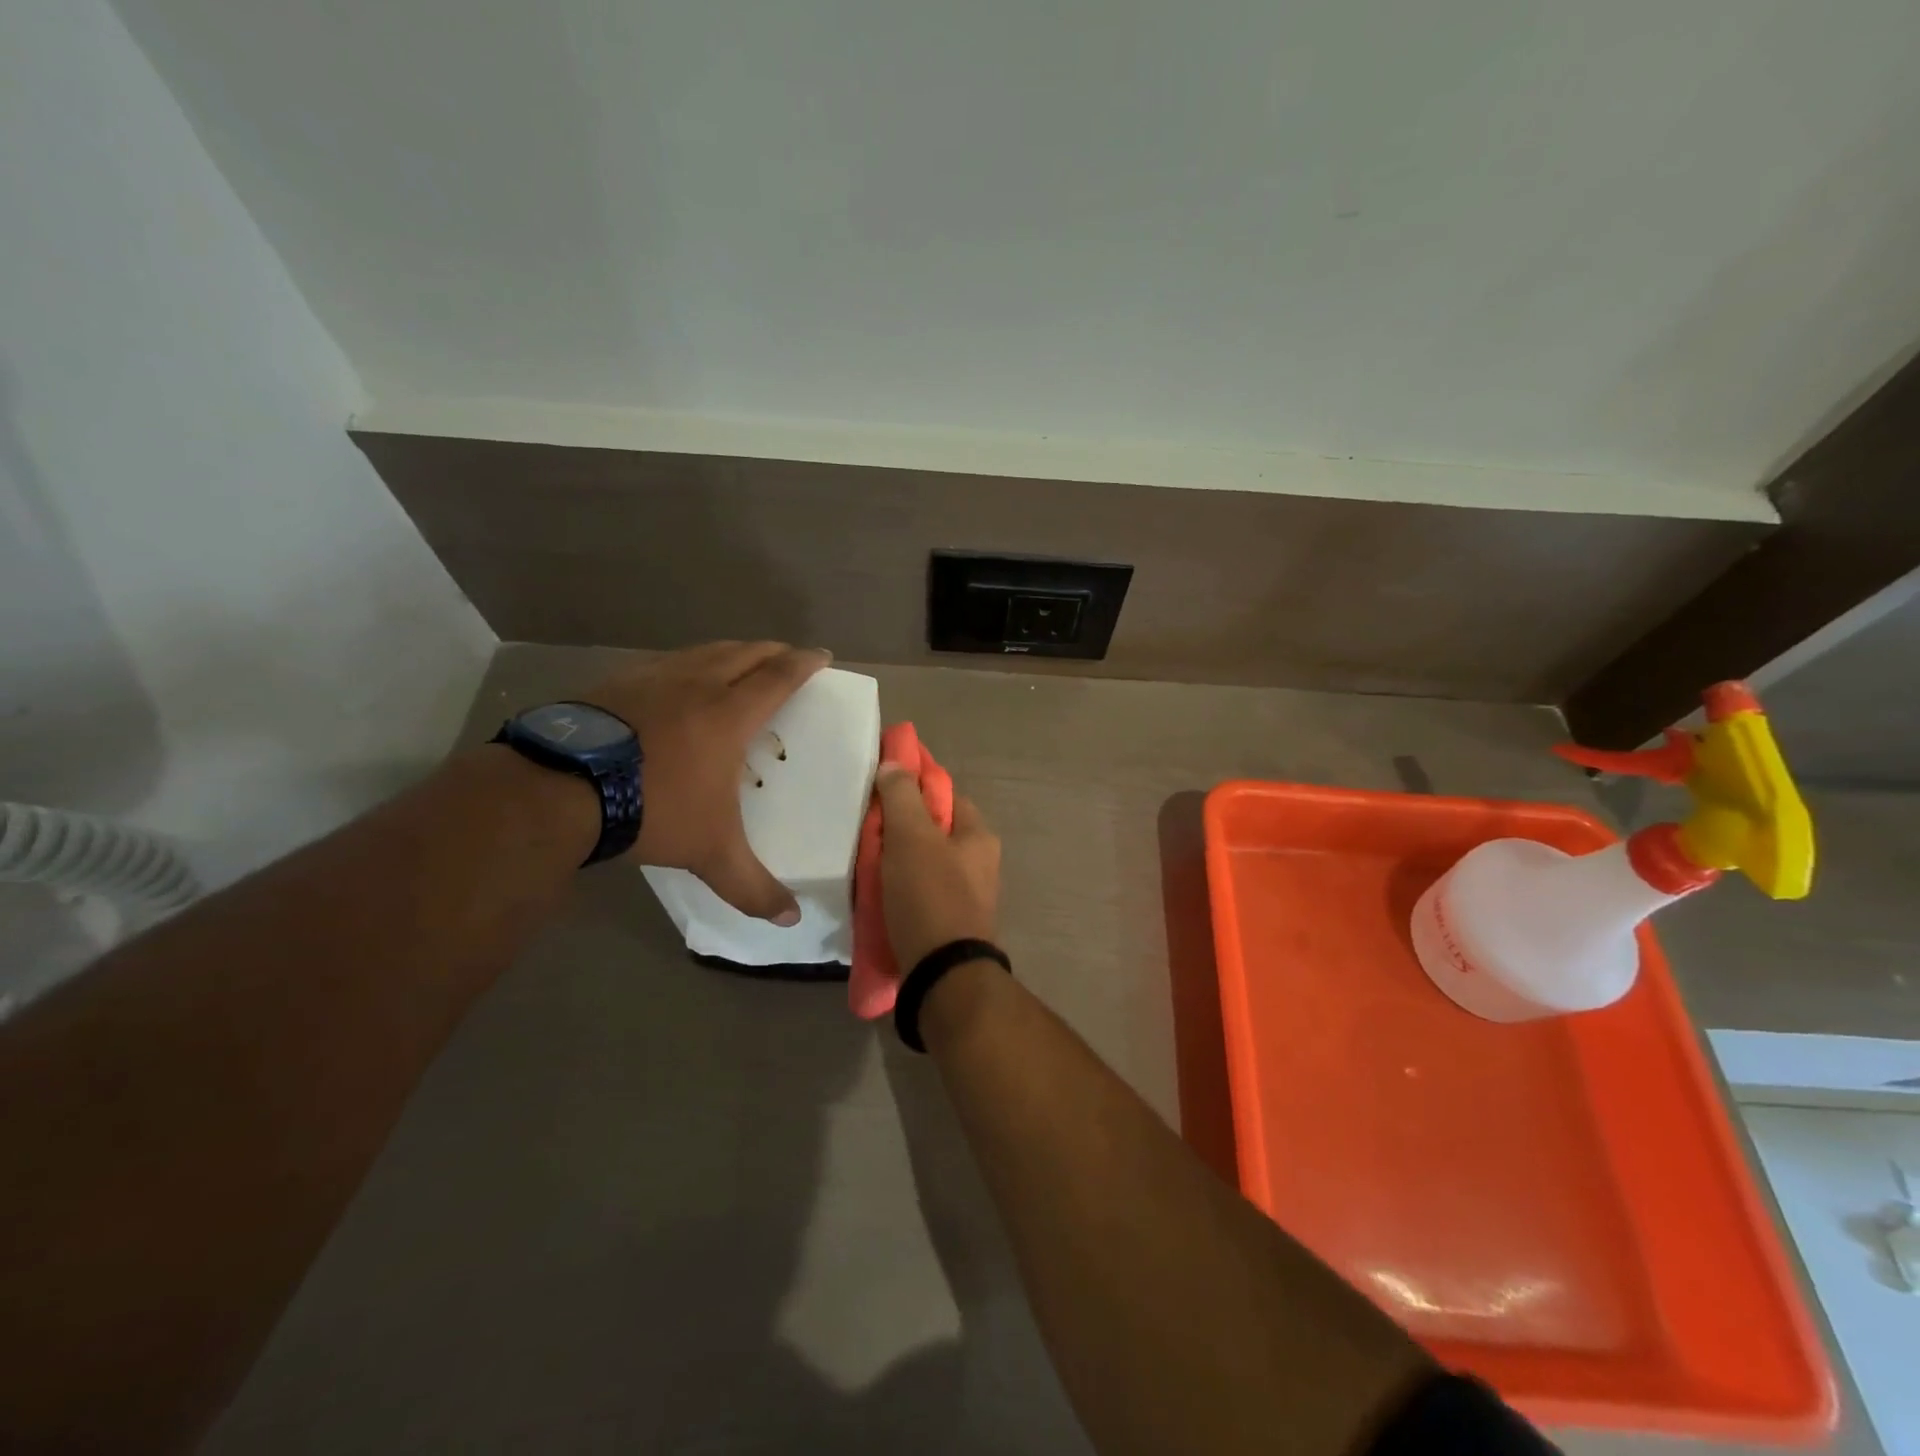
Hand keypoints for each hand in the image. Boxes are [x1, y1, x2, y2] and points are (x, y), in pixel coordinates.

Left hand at [585, 641, 828, 920]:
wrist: (561, 789)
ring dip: (731, 652)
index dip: (804, 663)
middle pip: (745, 653)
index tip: (822, 655)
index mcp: (729, 714)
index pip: (779, 677)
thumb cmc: (652, 809)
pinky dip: (687, 664)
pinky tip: (676, 681)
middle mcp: (696, 684)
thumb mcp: (710, 854)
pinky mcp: (616, 682)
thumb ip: (752, 886)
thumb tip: (791, 918)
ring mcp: (652, 678)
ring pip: (704, 651)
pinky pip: (665, 662)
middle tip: (788, 657)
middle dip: (773, 651)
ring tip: (739, 662)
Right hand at [874, 765, 1001, 967]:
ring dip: (893, 862)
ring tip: (862, 864)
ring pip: (922, 864)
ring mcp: (965, 896)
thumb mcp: (912, 837)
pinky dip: (896, 891)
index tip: (879, 788)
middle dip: (898, 828)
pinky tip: (873, 896)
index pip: (945, 794)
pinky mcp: (947, 924)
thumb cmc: (930, 896)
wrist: (942, 975)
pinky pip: (917, 894)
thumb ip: (901, 797)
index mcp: (978, 836)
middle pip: (932, 831)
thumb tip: (893, 765)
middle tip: (864, 830)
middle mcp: (978, 863)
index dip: (913, 786)